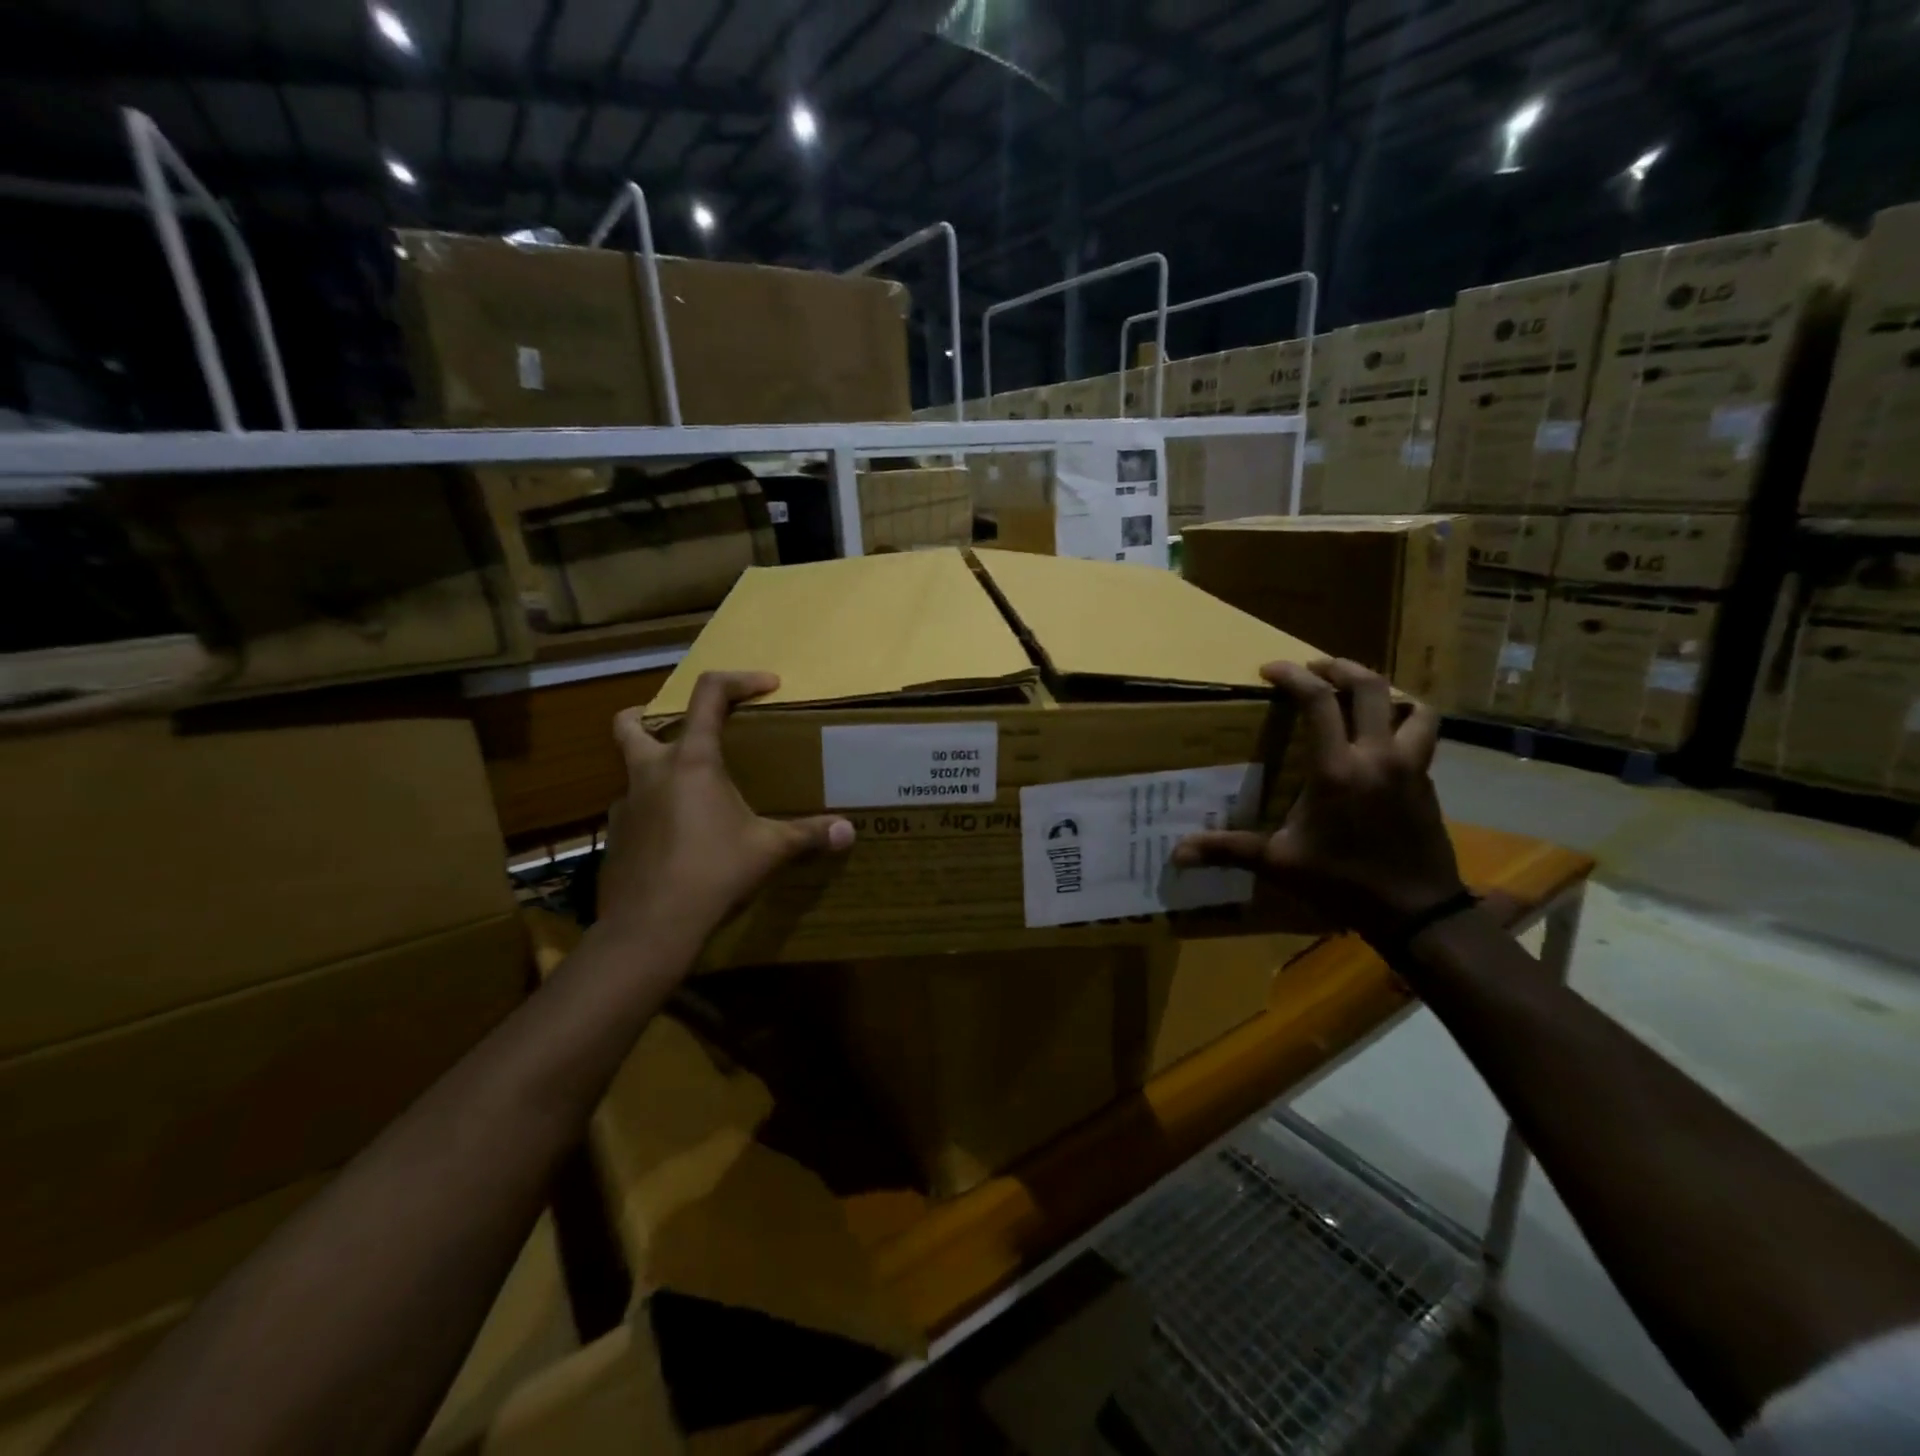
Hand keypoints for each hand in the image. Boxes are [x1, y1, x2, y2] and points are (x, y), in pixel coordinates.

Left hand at [599, 671, 854, 948]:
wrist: (650, 928)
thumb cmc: (713, 873)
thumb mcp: (769, 850)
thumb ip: (808, 834)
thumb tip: (849, 832)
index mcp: (691, 761)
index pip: (710, 694)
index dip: (740, 680)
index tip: (767, 686)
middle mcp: (650, 773)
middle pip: (630, 723)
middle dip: (649, 714)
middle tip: (685, 730)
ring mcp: (626, 806)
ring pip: (631, 771)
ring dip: (656, 770)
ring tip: (691, 794)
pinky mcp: (616, 838)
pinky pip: (634, 811)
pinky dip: (654, 812)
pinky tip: (678, 839)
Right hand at [1174, 658, 1464, 944]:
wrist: (1416, 912)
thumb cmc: (1343, 881)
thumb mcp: (1280, 863)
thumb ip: (1229, 850)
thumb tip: (1176, 854)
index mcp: (1338, 768)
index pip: (1319, 701)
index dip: (1294, 677)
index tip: (1270, 669)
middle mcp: (1378, 756)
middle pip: (1371, 687)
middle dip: (1340, 667)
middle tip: (1316, 667)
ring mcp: (1411, 767)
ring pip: (1413, 706)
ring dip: (1386, 691)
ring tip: (1360, 695)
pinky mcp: (1427, 782)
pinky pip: (1422, 736)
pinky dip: (1404, 723)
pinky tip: (1383, 739)